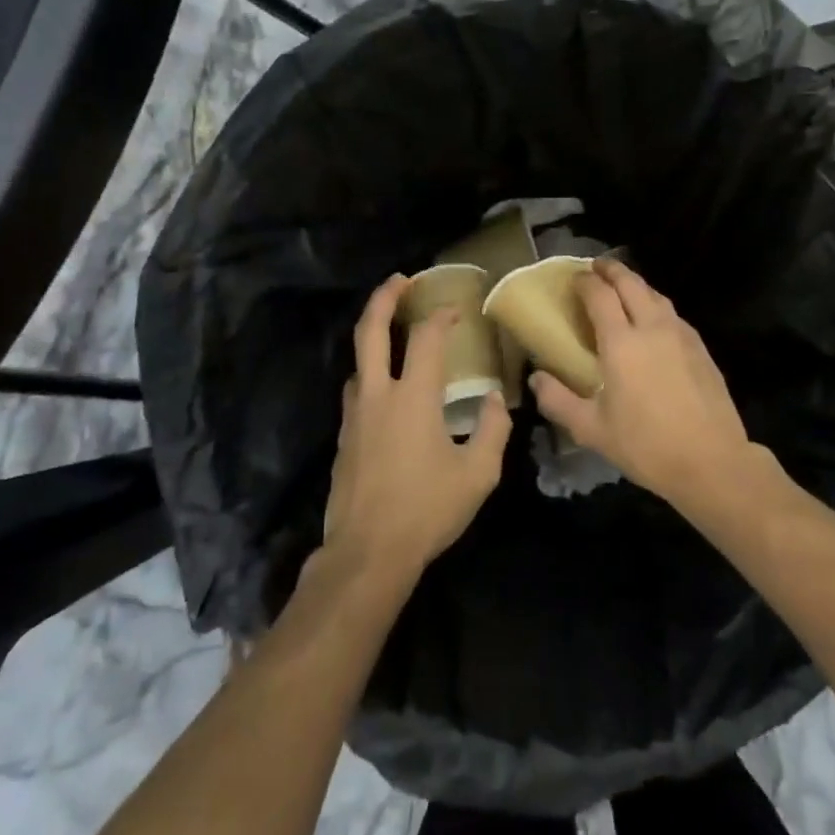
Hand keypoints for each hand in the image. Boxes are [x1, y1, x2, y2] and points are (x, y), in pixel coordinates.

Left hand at [321, 275, 512, 582]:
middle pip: (371, 331)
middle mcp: (378, 395)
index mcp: (413, 397)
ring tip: (393, 334)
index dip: (441, 316)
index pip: (427, 339)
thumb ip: (492, 429)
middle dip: (384, 298)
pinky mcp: (342, 437)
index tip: (456, 309)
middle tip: (399, 280)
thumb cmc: (427, 511)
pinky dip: (370, 373)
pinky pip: (355, 391)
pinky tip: (384, 390)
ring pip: (358, 361)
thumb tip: (492, 398)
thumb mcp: (477, 474)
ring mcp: (354, 415)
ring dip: (373, 337)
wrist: (366, 554)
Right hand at [530, 260, 753, 509]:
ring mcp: (681, 335)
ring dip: (636, 284)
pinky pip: (672, 314)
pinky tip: (653, 320)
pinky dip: (656, 304)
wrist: (712, 462)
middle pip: (631, 283)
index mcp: (622, 342)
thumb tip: (536, 378)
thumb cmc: (646, 445)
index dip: (585, 282)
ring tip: (623, 287)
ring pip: (656, 295)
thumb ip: (558, 400)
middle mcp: (652, 328)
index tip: (574, 279)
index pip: (600, 295)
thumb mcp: (591, 429)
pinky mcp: (701, 348)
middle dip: (611, 270)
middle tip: (597, 267)